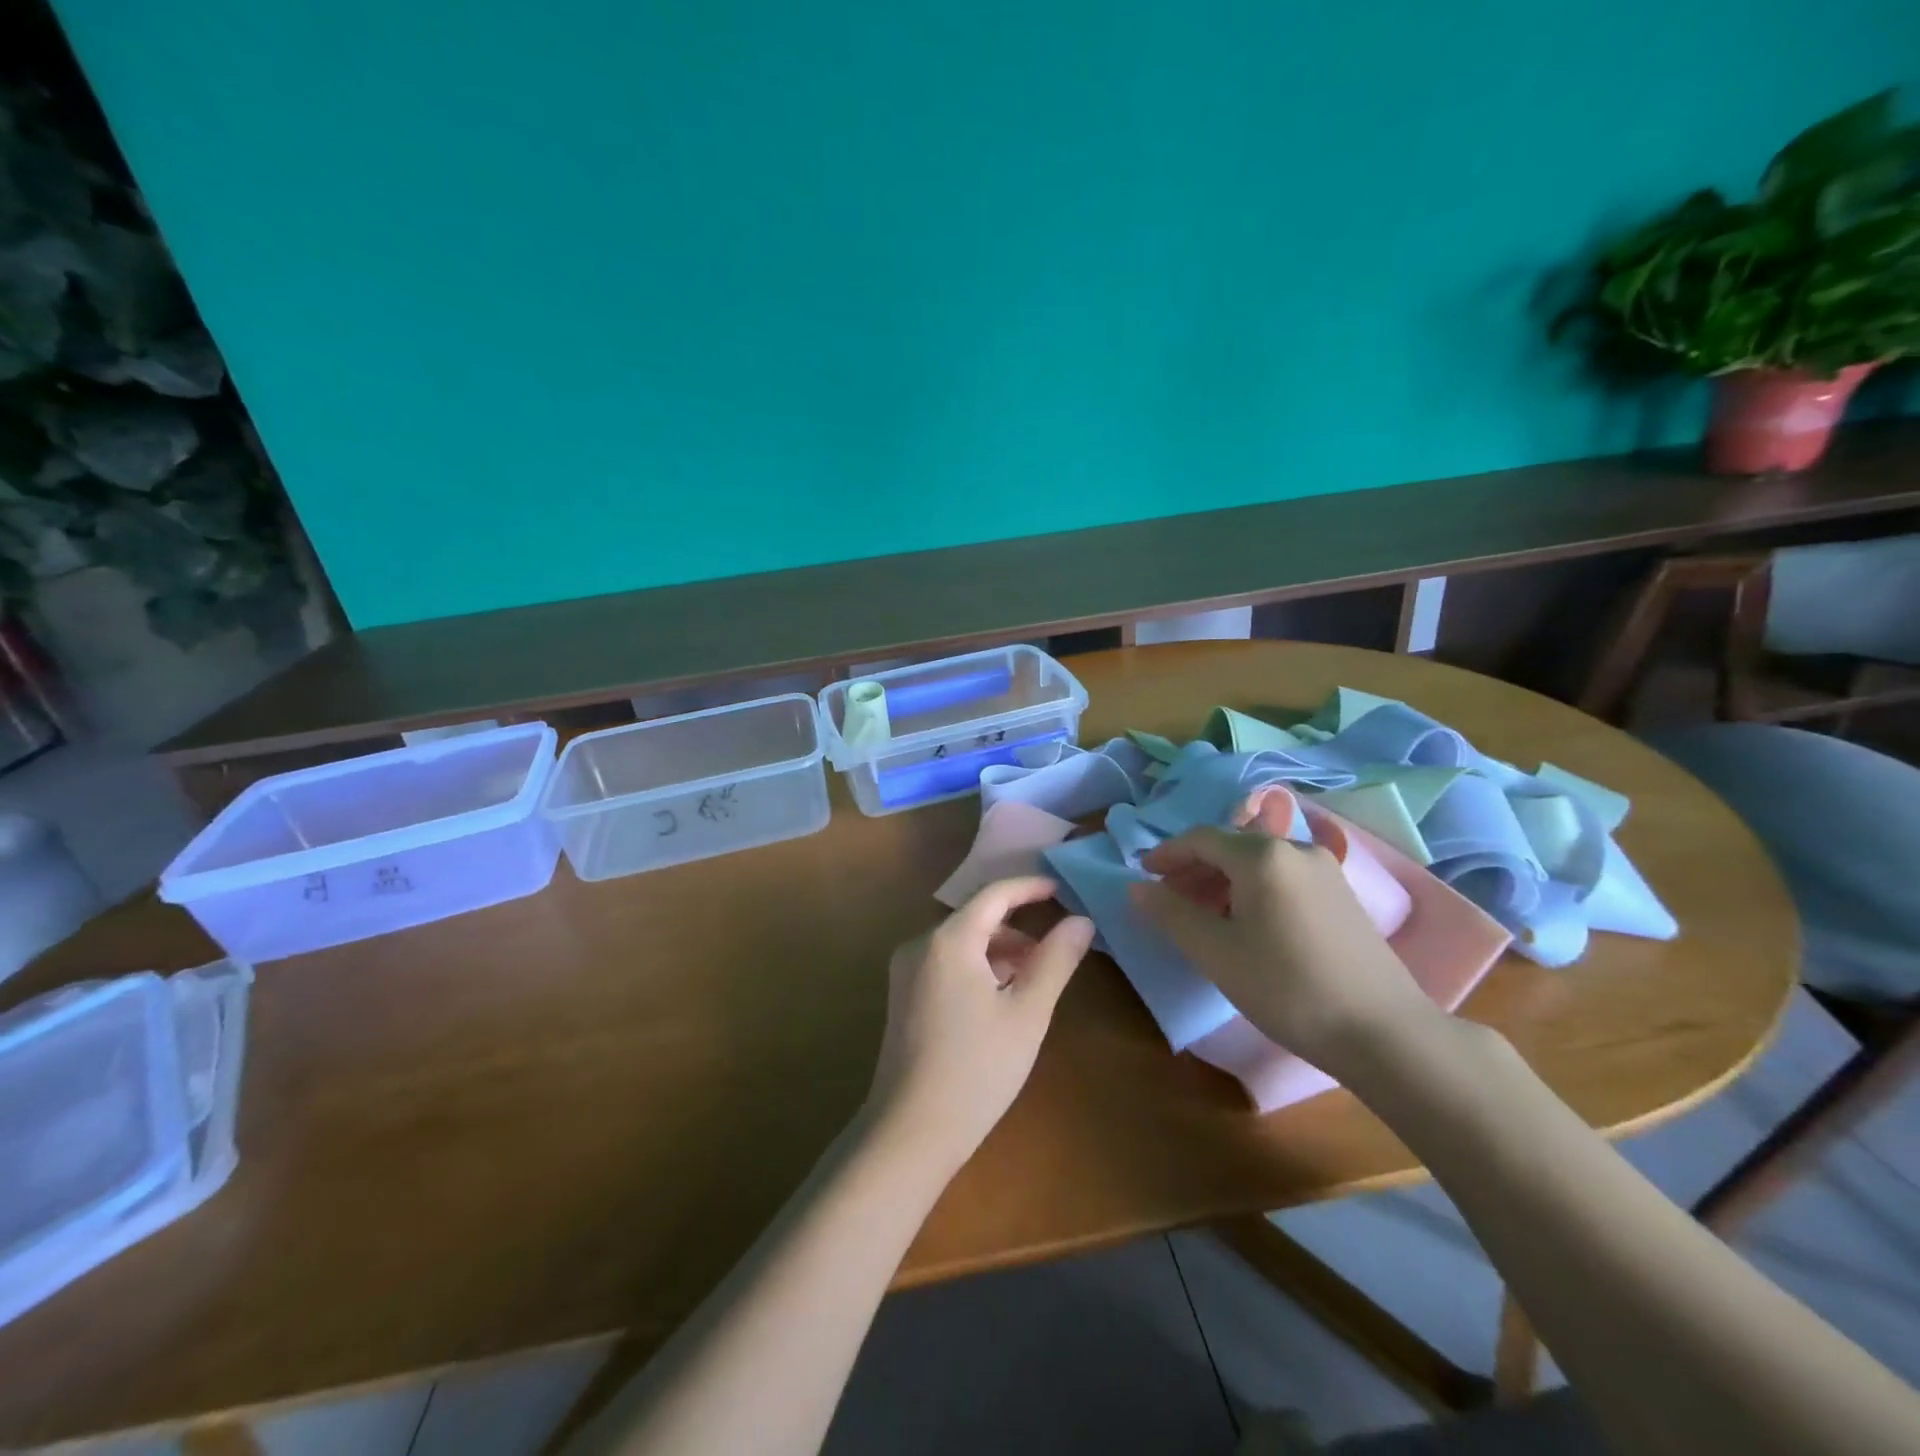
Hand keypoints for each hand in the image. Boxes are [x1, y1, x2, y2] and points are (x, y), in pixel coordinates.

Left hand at [866, 878, 1093, 1174]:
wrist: (909, 1132)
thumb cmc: (977, 1069)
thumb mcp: (1027, 1012)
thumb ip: (1055, 960)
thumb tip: (1081, 921)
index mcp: (948, 939)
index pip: (994, 894)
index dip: (1029, 888)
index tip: (1062, 889)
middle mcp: (920, 945)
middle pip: (976, 919)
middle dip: (1017, 928)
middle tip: (1056, 949)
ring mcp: (906, 971)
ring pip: (961, 944)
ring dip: (999, 951)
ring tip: (1034, 979)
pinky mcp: (903, 997)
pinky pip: (946, 964)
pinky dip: (977, 968)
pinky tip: (1000, 999)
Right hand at [1131, 826, 1434, 1075]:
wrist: (1383, 1031)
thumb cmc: (1286, 987)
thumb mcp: (1216, 953)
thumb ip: (1171, 913)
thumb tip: (1137, 887)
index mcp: (1262, 855)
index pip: (1201, 839)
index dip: (1167, 854)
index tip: (1143, 875)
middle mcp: (1295, 848)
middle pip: (1230, 846)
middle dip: (1194, 868)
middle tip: (1168, 898)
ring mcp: (1325, 869)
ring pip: (1258, 861)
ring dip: (1223, 879)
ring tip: (1203, 913)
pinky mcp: (1342, 894)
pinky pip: (1283, 876)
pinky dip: (1253, 888)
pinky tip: (1246, 922)